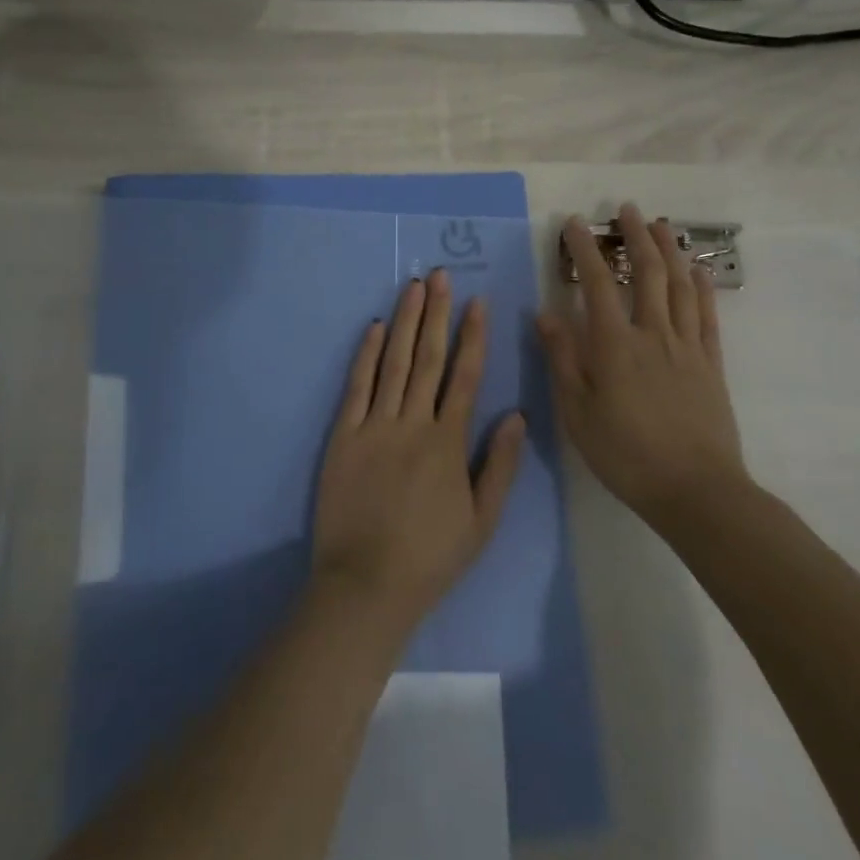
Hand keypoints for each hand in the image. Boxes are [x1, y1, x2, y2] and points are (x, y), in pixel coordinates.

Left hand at [312, 270, 525, 636]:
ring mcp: (374, 426)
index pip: (466, 375)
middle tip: (440, 275)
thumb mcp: (482, 520)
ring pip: (393, 363)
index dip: (473, 335)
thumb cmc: (430, 556)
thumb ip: (499, 465)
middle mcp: (413, 423)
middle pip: (428, 358)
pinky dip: (365, 355)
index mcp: (449, 442)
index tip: (477, 302)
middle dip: (436, 313)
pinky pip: (356, 387)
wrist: (367, 583)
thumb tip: (516, 415)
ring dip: (405, 322)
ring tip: (412, 287)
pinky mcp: (343, 435)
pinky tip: (374, 328)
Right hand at [537, 204, 748, 531]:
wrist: (695, 490)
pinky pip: (708, 316)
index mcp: (614, 345)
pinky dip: (703, 288)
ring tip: (661, 225)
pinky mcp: (711, 364)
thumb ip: (562, 359)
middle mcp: (652, 334)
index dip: (585, 250)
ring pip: (680, 286)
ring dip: (670, 251)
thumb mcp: (576, 411)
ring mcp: (687, 347)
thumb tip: (545, 314)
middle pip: (647, 273)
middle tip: (627, 209)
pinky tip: (699, 271)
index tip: (575, 223)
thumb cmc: (624, 453)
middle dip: (635, 236)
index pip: (596, 284)